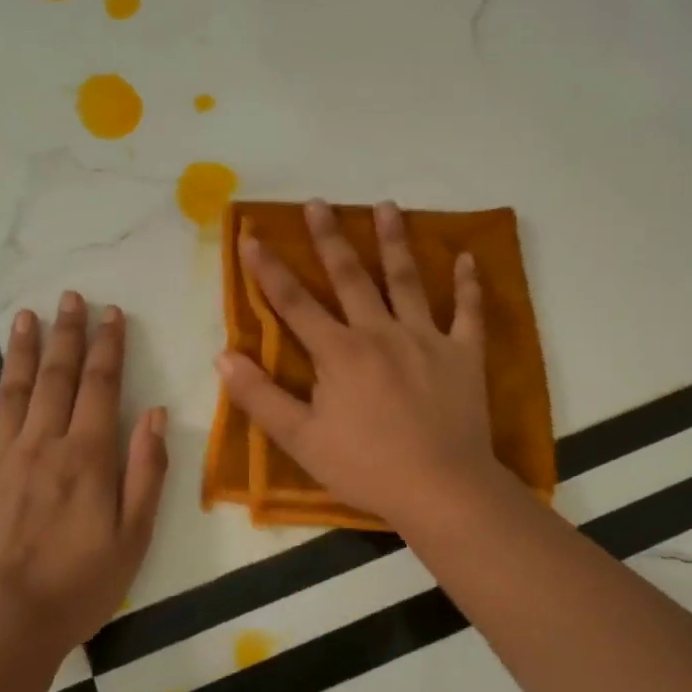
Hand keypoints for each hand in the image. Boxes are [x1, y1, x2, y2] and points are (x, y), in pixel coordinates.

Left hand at [0, 292, 168, 655]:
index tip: (111, 314)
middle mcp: (41, 444)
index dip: (108, 346)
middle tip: (70, 297)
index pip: (101, 386)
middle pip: (56, 377)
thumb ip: (147, 471)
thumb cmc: (79, 587)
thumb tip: (155, 414)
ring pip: (10, 391)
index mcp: (87, 456)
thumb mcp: (134, 537)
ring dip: (20, 350)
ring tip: (24, 315)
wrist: (2, 629)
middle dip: (66, 334)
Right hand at [215, 199, 504, 529]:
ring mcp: (426, 339)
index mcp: (339, 352)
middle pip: (351, 277)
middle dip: (330, 238)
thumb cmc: (366, 467)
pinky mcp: (463, 354)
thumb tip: (223, 356)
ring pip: (408, 280)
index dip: (269, 270)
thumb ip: (260, 397)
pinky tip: (467, 257)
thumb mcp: (301, 440)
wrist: (441, 489)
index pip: (295, 303)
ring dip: (395, 241)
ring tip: (386, 206)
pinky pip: (468, 312)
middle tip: (319, 203)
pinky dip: (468, 284)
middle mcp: (380, 332)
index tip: (252, 236)